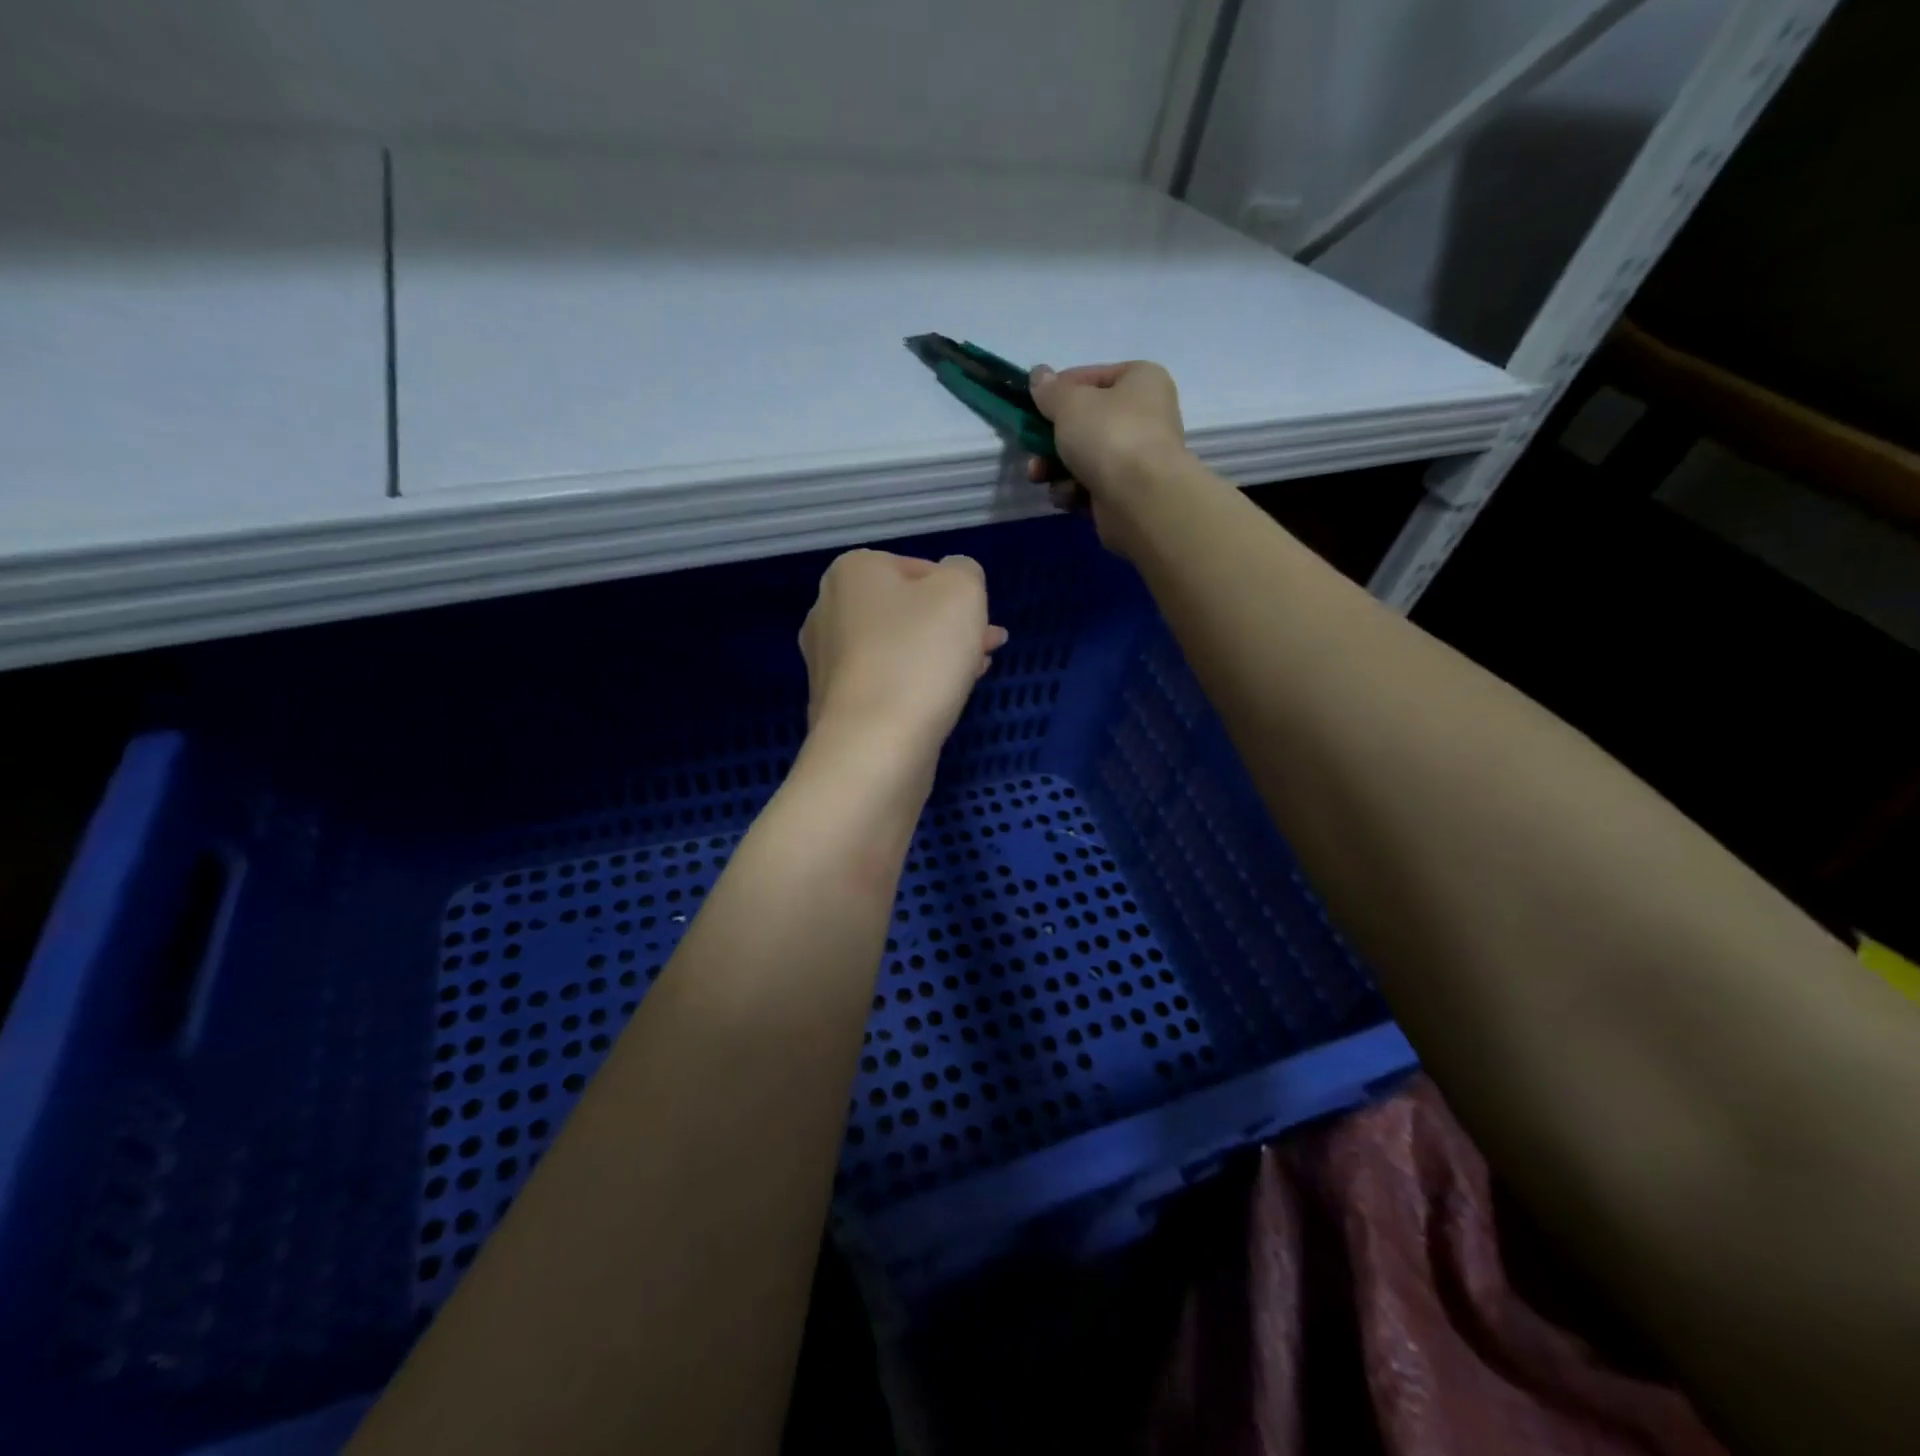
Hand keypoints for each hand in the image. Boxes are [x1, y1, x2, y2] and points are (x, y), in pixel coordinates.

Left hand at [799, 550, 1008, 751]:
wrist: (874, 745)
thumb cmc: (919, 655)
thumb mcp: (962, 591)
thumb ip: (964, 571)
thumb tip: (954, 580)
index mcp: (852, 572)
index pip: (917, 568)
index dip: (956, 591)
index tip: (980, 620)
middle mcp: (828, 611)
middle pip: (906, 611)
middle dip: (951, 626)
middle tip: (990, 645)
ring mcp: (827, 662)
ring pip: (897, 649)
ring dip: (938, 656)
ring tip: (976, 673)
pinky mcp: (836, 706)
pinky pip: (885, 684)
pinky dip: (914, 686)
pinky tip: (944, 700)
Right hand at [1026, 361, 1189, 549]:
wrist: (1140, 500)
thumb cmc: (1109, 436)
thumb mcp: (1070, 403)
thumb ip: (1050, 390)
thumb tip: (1039, 375)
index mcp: (1141, 380)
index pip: (1092, 377)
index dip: (1059, 391)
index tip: (1034, 407)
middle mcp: (1144, 416)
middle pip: (1085, 423)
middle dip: (1051, 439)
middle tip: (1032, 450)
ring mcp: (1137, 458)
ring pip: (1083, 458)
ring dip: (1056, 468)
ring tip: (1040, 476)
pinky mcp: (1127, 494)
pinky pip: (1091, 487)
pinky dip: (1074, 491)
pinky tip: (1068, 497)